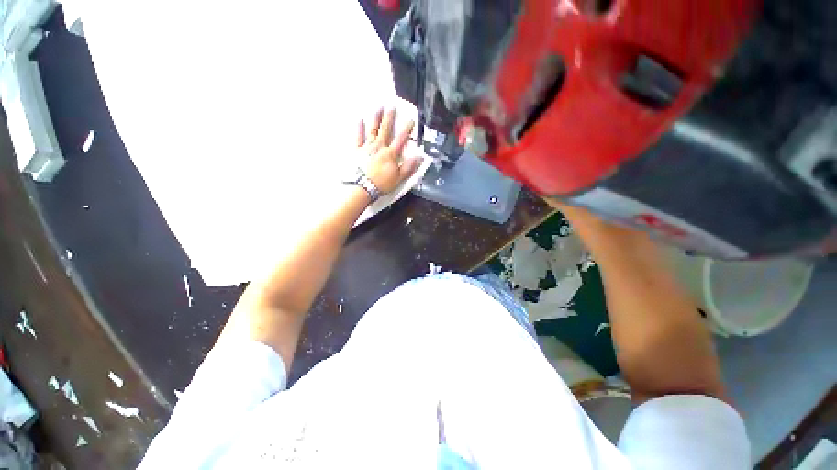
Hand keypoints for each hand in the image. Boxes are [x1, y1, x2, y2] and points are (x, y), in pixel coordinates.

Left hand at [358, 108, 421, 193]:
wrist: (362, 188)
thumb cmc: (382, 184)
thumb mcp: (399, 178)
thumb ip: (409, 167)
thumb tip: (420, 157)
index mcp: (391, 154)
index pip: (400, 139)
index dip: (406, 129)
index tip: (411, 119)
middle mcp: (379, 147)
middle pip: (385, 130)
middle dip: (389, 117)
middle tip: (391, 105)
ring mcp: (367, 147)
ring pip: (372, 129)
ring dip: (376, 118)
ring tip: (378, 107)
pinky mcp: (357, 150)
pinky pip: (358, 137)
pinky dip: (358, 128)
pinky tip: (359, 119)